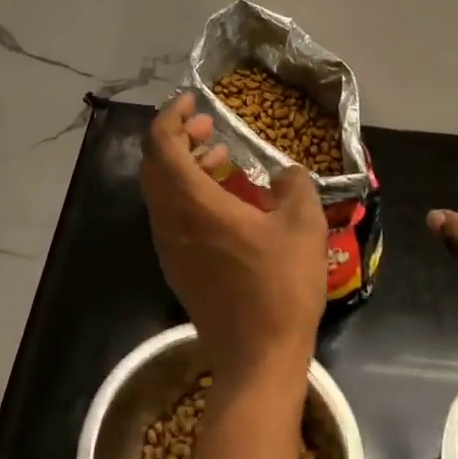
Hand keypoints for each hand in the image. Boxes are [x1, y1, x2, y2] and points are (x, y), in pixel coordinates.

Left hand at [141, 91, 328, 392]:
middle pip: (155, 164)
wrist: (257, 358)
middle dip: (177, 136)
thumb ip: (294, 185)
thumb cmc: (280, 286)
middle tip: (207, 125)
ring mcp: (169, 247)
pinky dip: (187, 192)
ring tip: (220, 155)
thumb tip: (286, 173)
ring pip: (161, 190)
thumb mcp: (302, 225)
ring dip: (183, 164)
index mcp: (193, 204)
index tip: (192, 100)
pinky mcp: (178, 266)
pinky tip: (225, 198)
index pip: (162, 145)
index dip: (171, 115)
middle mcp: (170, 221)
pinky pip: (171, 214)